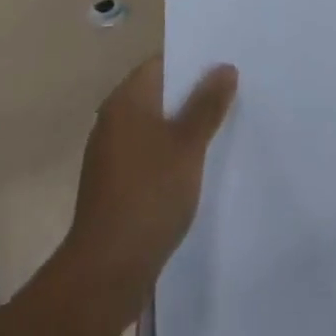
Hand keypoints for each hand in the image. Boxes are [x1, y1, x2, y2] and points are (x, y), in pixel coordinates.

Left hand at [62, 55, 238, 312]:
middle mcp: (113, 118)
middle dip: (192, 96)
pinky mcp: (113, 186)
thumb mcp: (188, 145)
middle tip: (231, 96)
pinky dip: (169, 156)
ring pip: (155, 127)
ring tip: (219, 132)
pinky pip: (147, 155)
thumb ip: (207, 104)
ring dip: (182, 128)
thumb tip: (225, 67)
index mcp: (127, 98)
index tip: (225, 66)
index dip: (194, 62)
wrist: (105, 273)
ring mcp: (110, 154)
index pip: (163, 63)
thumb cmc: (148, 195)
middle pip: (159, 94)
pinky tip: (193, 170)